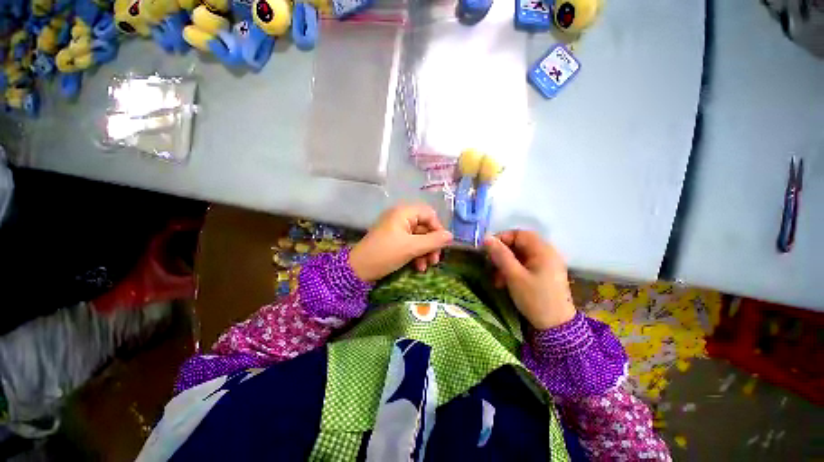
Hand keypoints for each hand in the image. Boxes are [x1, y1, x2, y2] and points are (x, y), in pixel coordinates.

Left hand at [349, 204, 452, 282]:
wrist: (358, 269)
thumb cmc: (385, 254)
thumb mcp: (411, 248)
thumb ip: (433, 241)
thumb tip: (451, 236)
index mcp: (404, 212)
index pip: (429, 214)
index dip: (438, 229)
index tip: (442, 246)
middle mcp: (400, 217)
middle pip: (425, 227)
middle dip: (432, 244)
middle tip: (435, 261)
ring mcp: (395, 229)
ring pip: (418, 237)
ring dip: (425, 252)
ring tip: (425, 267)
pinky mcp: (392, 240)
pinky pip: (410, 243)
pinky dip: (416, 254)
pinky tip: (418, 267)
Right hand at [484, 230, 575, 329]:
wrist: (556, 324)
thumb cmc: (535, 299)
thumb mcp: (515, 277)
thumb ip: (501, 256)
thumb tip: (487, 238)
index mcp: (543, 249)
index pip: (519, 234)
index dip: (501, 239)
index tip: (486, 252)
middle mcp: (548, 252)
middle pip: (522, 245)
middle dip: (504, 255)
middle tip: (491, 269)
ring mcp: (550, 264)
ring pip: (525, 257)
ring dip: (509, 266)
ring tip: (497, 282)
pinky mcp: (549, 275)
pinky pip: (531, 266)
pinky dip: (518, 272)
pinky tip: (509, 285)